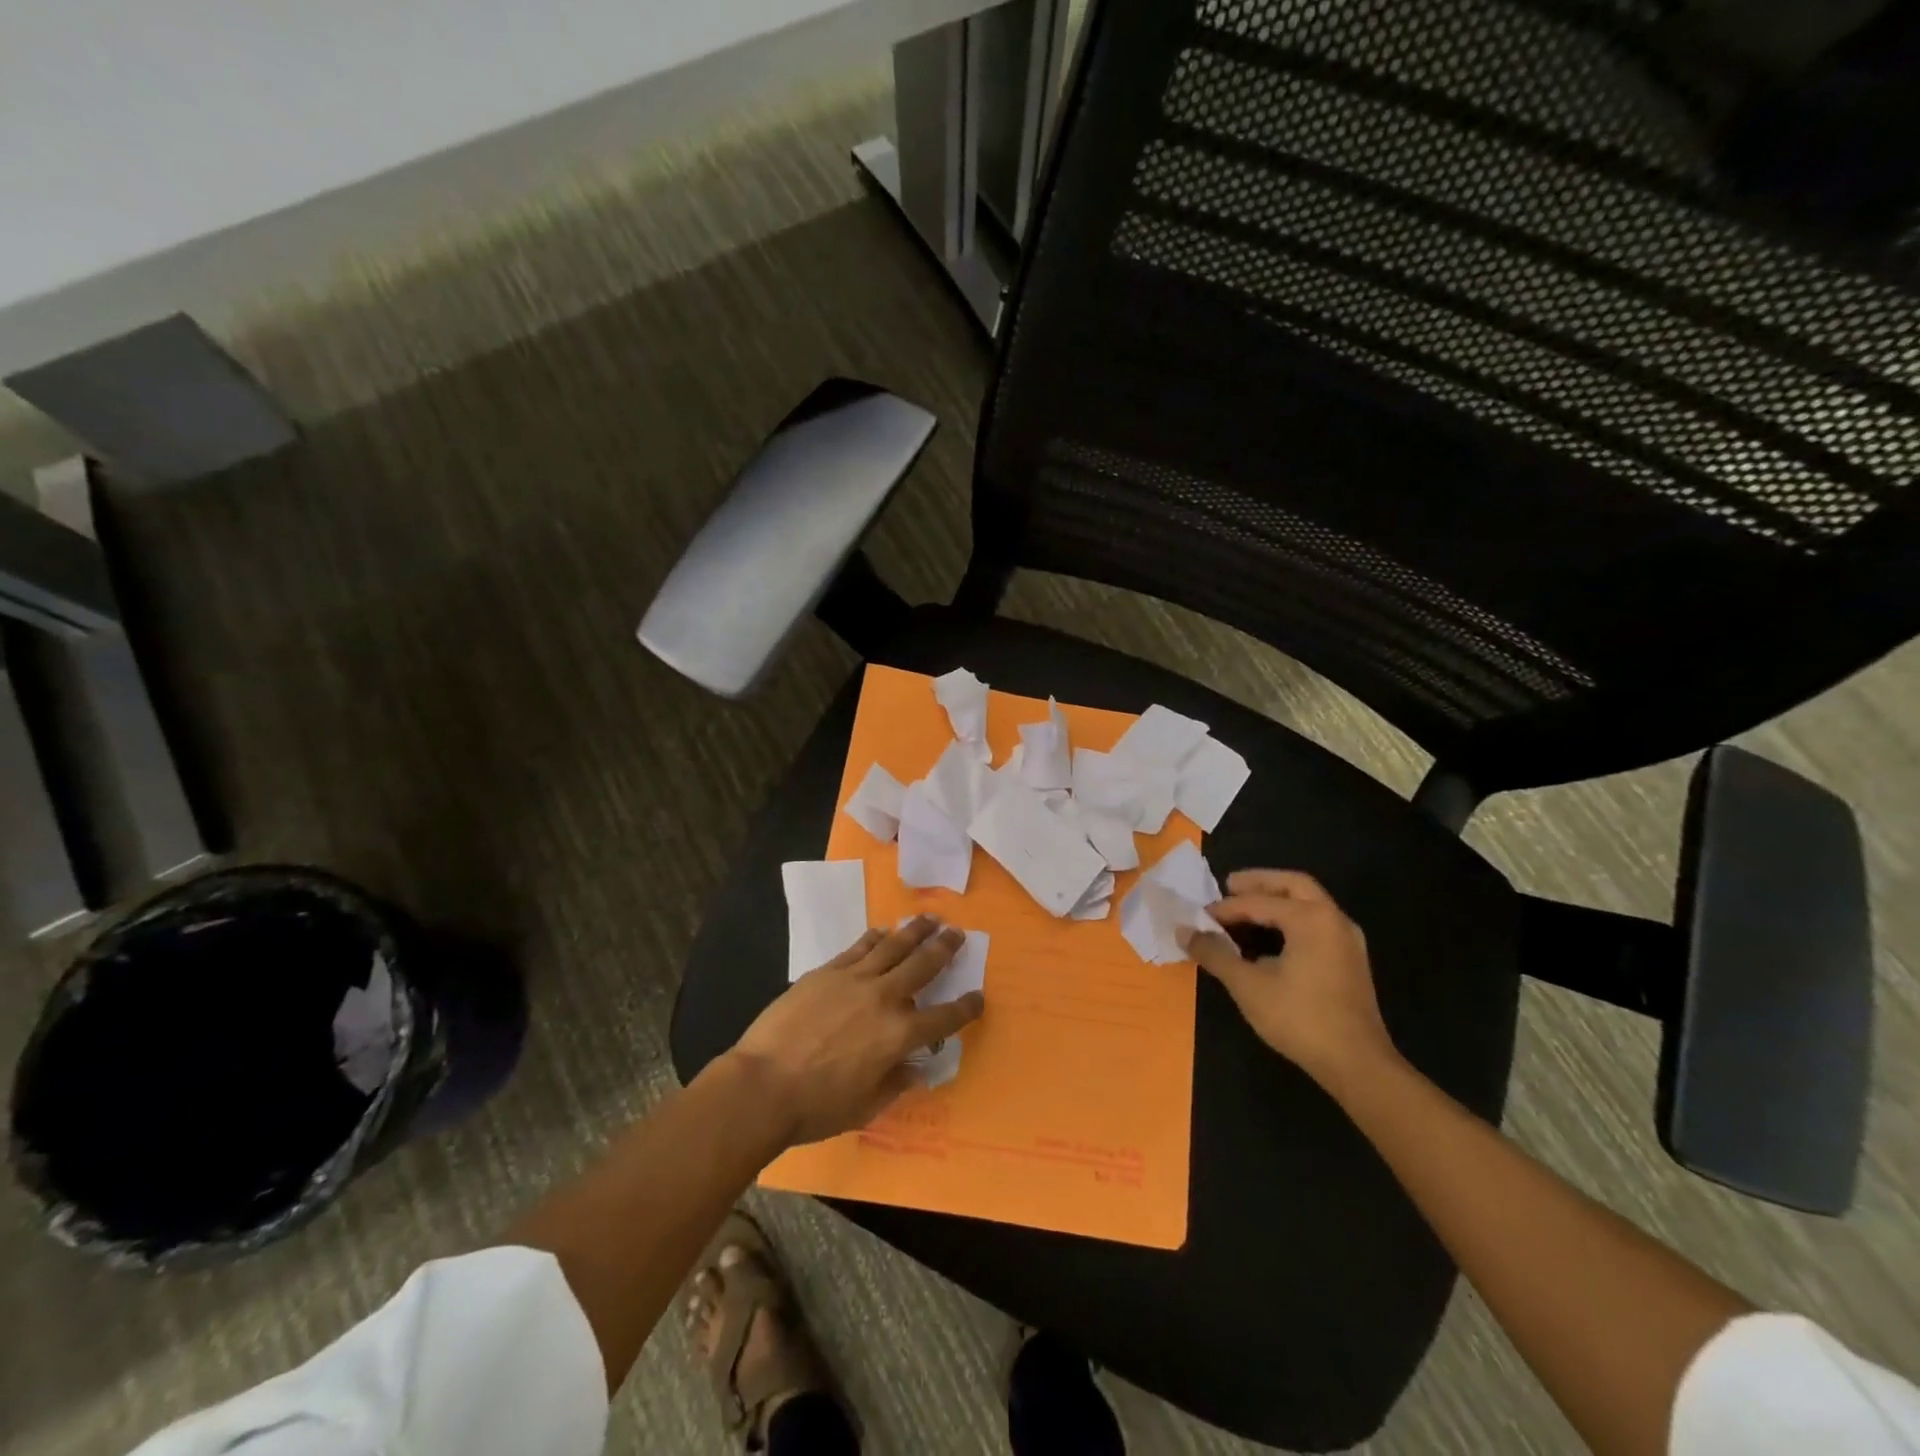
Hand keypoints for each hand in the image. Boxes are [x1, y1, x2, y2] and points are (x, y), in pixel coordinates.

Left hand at [725, 917, 984, 1146]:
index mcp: (900, 1036)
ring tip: (930, 919)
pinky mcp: (827, 971)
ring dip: (915, 931)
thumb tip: (914, 1068)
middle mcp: (884, 999)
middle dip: (945, 948)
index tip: (978, 996)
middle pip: (923, 965)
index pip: (944, 1018)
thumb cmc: (816, 1106)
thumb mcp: (865, 1106)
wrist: (763, 1084)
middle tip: (957, 932)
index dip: (966, 1007)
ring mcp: (855, 979)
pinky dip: (875, 937)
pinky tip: (883, 931)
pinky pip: (859, 947)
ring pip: (893, 946)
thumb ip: (895, 1083)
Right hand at [1178, 870, 1395, 1092]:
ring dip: (1277, 899)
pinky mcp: (1350, 961)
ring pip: (1309, 903)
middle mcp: (1333, 919)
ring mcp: (1347, 940)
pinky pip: (1317, 923)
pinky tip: (1272, 937)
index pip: (1258, 902)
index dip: (1225, 909)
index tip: (1199, 918)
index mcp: (1310, 918)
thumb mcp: (1248, 985)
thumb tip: (1183, 931)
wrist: (1357, 1065)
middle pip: (1293, 885)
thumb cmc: (1300, 1018)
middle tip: (1230, 886)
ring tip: (1246, 908)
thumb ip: (1214, 953)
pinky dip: (1292, 918)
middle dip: (1260, 883)